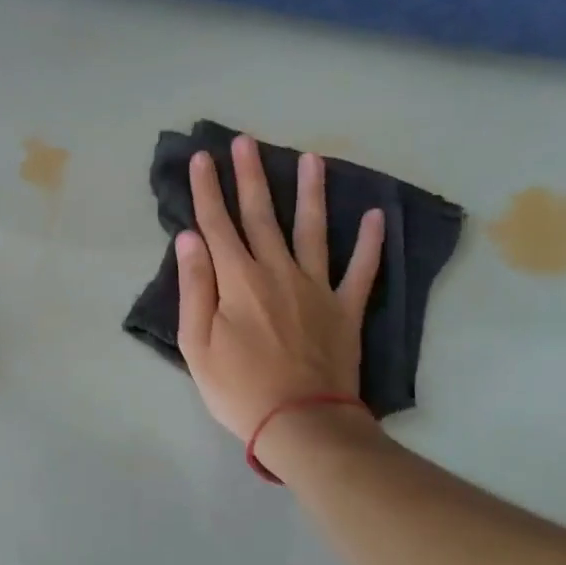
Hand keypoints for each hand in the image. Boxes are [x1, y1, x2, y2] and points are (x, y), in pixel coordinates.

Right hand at [174, 135, 383, 442]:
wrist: (302, 423)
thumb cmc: (239, 388)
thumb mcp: (197, 344)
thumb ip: (194, 287)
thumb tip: (190, 238)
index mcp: (238, 280)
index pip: (217, 224)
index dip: (207, 189)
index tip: (202, 157)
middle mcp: (277, 271)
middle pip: (261, 215)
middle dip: (251, 176)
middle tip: (246, 141)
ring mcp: (316, 287)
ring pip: (312, 229)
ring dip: (310, 192)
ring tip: (311, 158)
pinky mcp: (345, 308)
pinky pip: (361, 269)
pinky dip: (370, 243)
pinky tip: (375, 216)